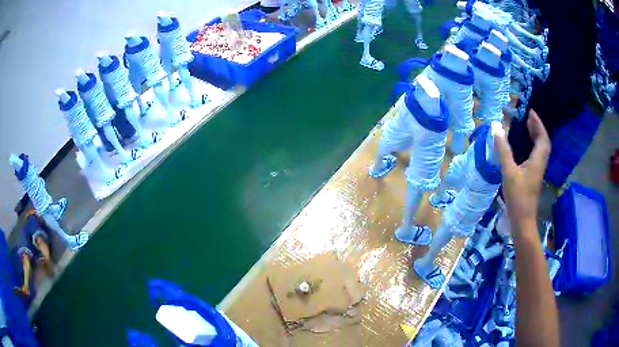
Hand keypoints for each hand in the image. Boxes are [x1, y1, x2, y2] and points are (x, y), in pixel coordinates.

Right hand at [495, 110, 550, 227]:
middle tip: (527, 118)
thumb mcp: (509, 172)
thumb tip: (496, 127)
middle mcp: (540, 164)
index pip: (542, 137)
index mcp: (537, 160)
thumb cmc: (518, 196)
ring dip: (535, 137)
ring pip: (541, 149)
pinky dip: (532, 146)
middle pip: (544, 142)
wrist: (523, 220)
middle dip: (537, 128)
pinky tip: (524, 147)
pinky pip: (536, 156)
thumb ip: (503, 149)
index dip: (538, 123)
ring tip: (526, 128)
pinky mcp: (534, 177)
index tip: (530, 111)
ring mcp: (538, 171)